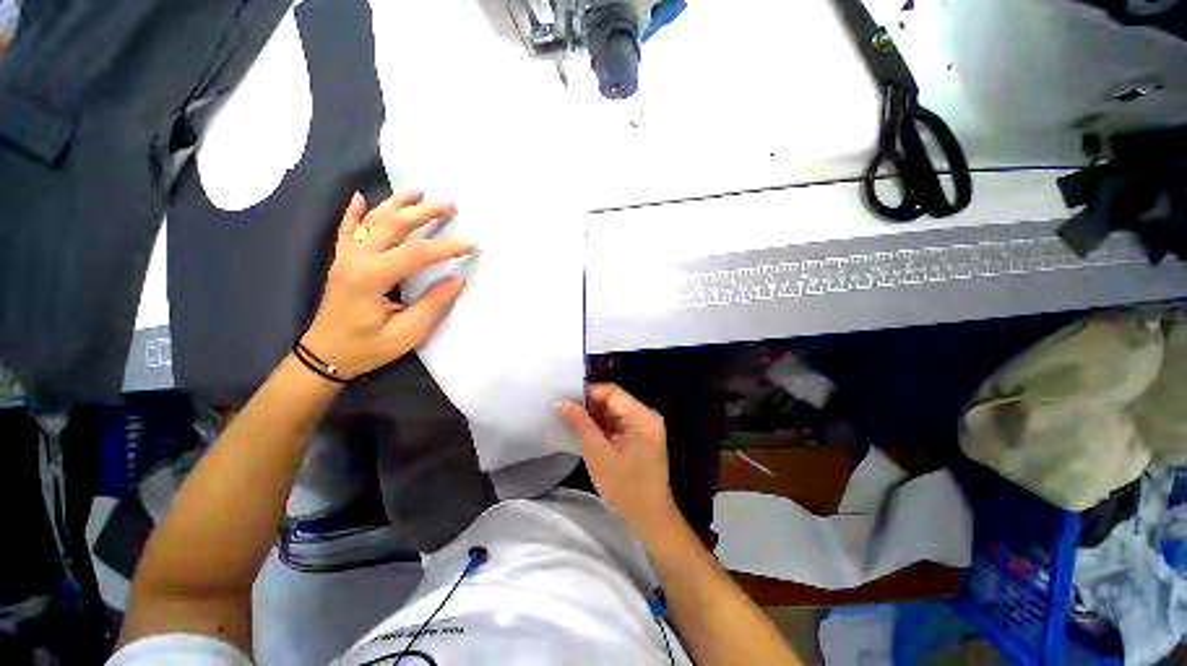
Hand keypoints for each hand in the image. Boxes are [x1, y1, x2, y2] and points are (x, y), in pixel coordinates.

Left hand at [300, 190, 474, 379]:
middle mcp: (356, 259)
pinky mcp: (342, 261)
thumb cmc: (367, 347)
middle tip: (450, 204)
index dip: (447, 247)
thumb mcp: (407, 333)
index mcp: (372, 277)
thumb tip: (456, 279)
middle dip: (423, 212)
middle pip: (393, 225)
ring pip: (372, 221)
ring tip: (418, 190)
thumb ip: (432, 304)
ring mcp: (345, 257)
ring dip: (396, 203)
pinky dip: (353, 212)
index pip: (416, 253)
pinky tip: (359, 197)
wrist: (324, 356)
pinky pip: (346, 230)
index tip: (472, 244)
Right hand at [556, 384, 681, 539]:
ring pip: (613, 412)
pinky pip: (617, 424)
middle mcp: (646, 416)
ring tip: (568, 419)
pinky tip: (583, 431)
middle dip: (588, 405)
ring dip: (593, 417)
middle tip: (563, 410)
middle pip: (613, 400)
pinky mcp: (639, 438)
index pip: (612, 392)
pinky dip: (601, 427)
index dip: (588, 393)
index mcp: (642, 416)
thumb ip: (580, 423)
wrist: (649, 519)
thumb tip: (561, 402)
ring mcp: (644, 427)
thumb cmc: (625, 487)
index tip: (564, 399)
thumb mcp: (598, 453)